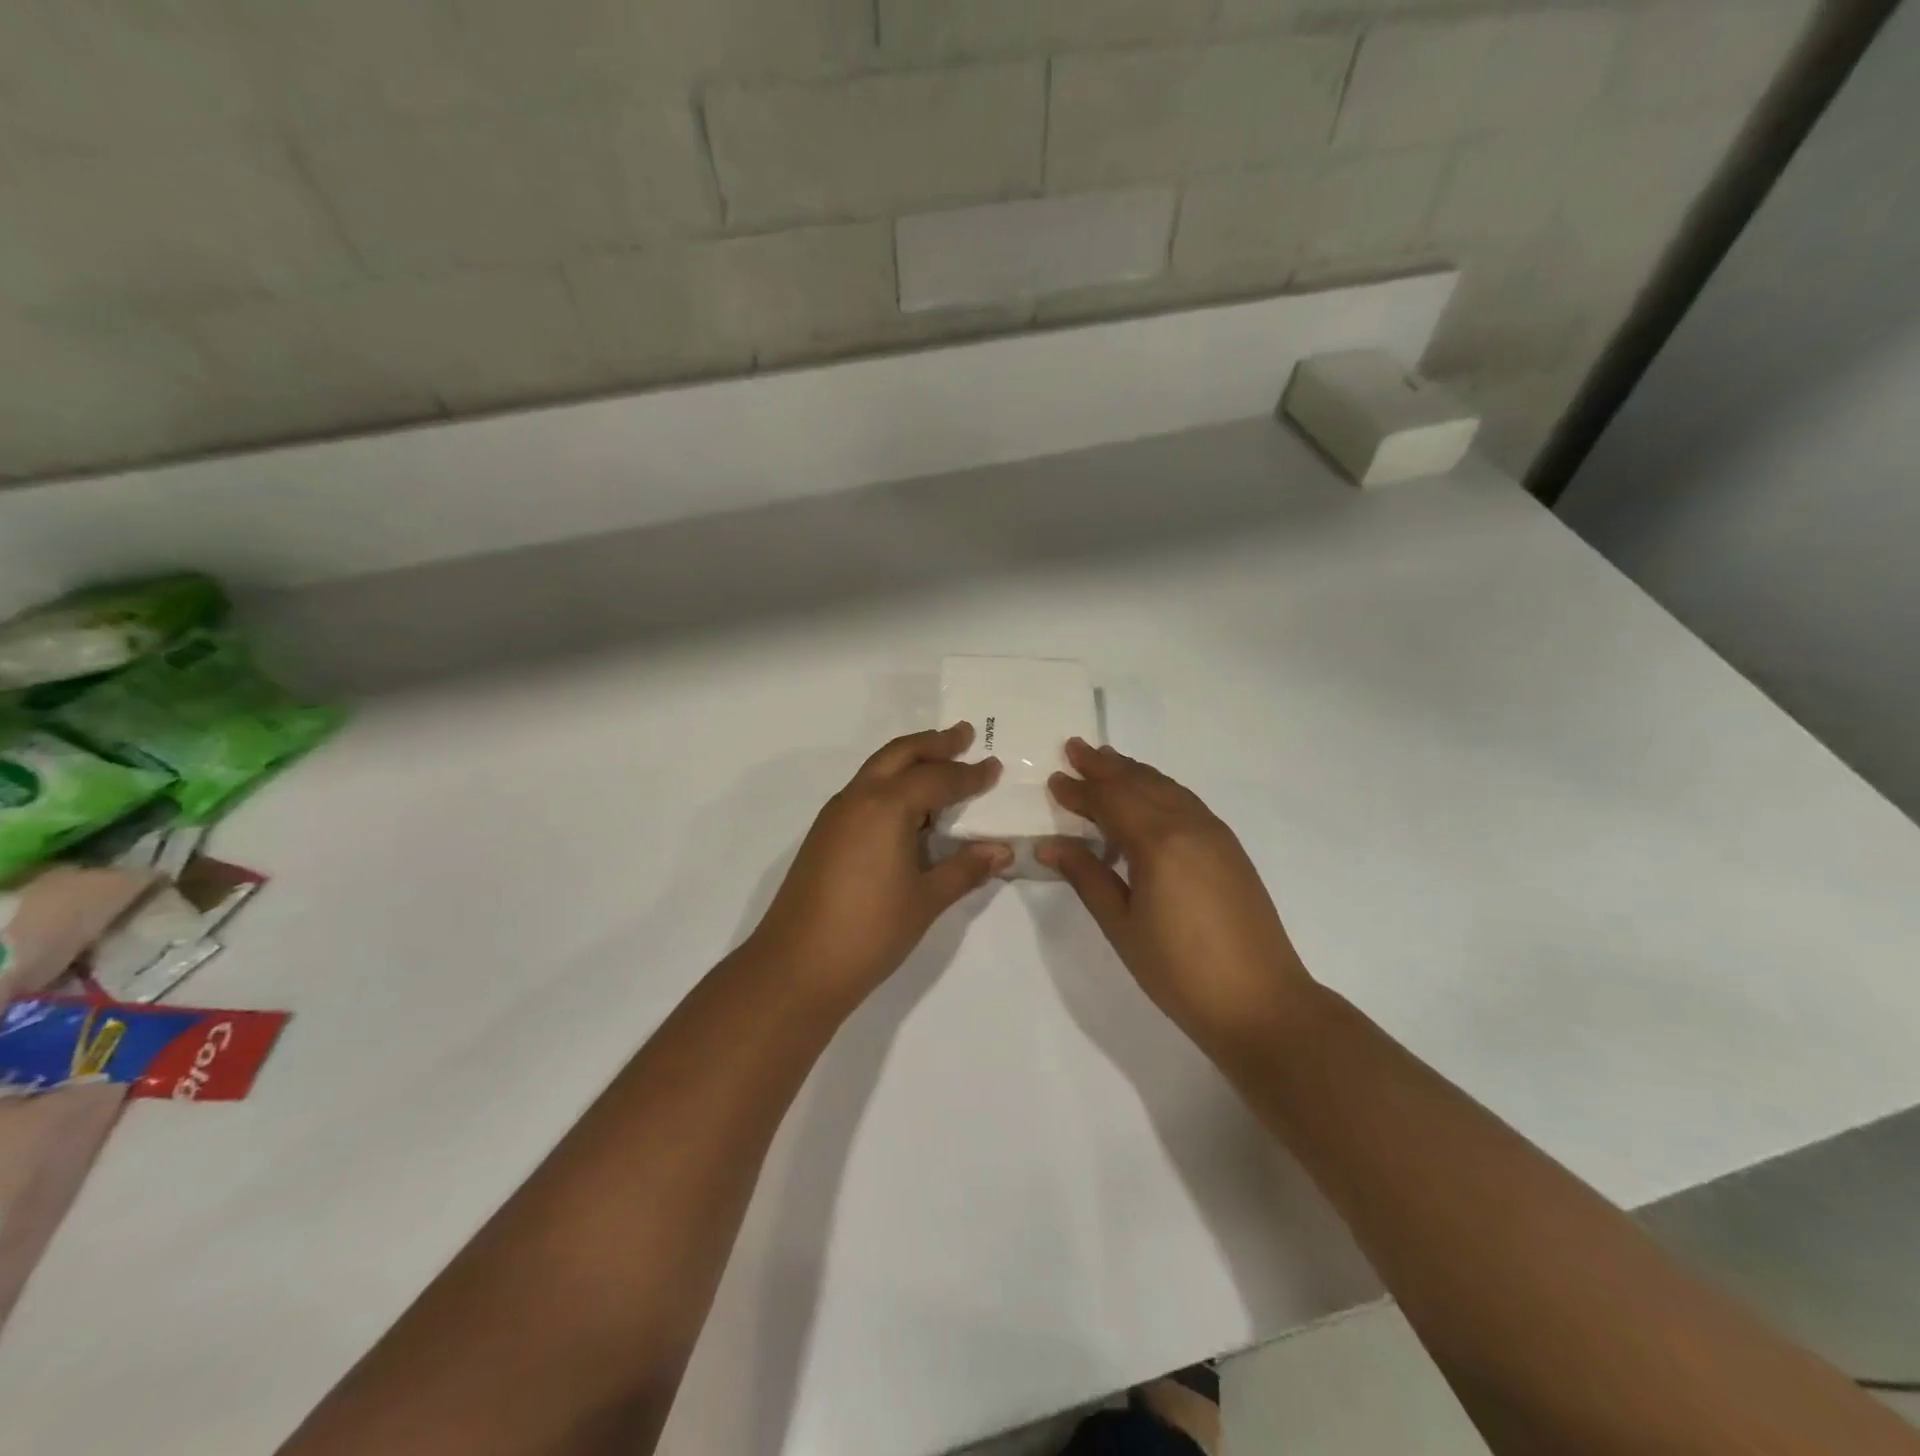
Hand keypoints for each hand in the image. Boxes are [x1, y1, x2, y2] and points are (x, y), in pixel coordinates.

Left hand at [745, 723, 1009, 1012]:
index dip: (969, 775)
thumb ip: (964, 869)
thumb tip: (1002, 850)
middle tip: (964, 735)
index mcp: (886, 806)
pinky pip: (864, 792)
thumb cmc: (870, 931)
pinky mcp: (824, 834)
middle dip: (933, 743)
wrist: (796, 967)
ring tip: (940, 761)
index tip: (995, 767)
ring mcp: (835, 815)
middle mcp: (858, 798)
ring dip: (909, 760)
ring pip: (877, 770)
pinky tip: (908, 807)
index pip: (937, 779)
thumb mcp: (926, 900)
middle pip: (900, 755)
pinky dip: (891, 784)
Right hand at [1038, 739, 1315, 1061]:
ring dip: (1134, 772)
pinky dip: (1160, 789)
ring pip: (1167, 787)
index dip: (1079, 790)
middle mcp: (1188, 825)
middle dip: (1105, 766)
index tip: (1054, 778)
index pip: (1110, 802)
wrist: (1261, 1003)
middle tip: (1075, 748)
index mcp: (1157, 843)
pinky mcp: (1230, 848)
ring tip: (1107, 761)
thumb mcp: (1122, 925)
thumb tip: (1049, 844)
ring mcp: (1215, 833)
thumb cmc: (1179, 970)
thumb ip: (1087, 877)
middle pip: (1139, 783)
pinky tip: (1150, 796)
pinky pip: (1186, 802)